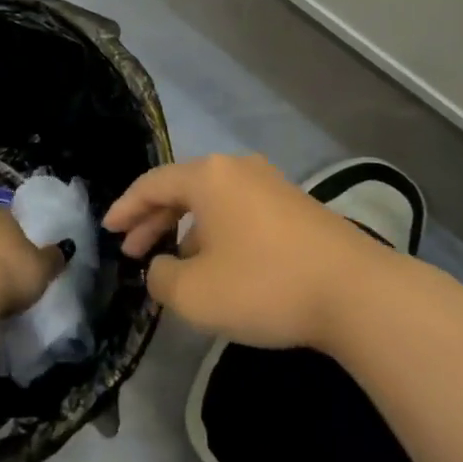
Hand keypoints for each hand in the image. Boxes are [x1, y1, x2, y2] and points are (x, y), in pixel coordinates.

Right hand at [102, 154, 392, 348]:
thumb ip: (162, 277)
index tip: (107, 228)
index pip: (153, 183)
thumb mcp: (196, 293)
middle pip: (182, 188)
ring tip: (170, 262)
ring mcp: (270, 184)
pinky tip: (216, 262)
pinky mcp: (294, 205)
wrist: (354, 291)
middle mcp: (238, 168)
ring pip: (212, 200)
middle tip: (131, 250)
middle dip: (153, 219)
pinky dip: (215, 231)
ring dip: (185, 227)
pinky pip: (238, 210)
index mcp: (209, 176)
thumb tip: (161, 266)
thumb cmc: (264, 285)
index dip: (125, 206)